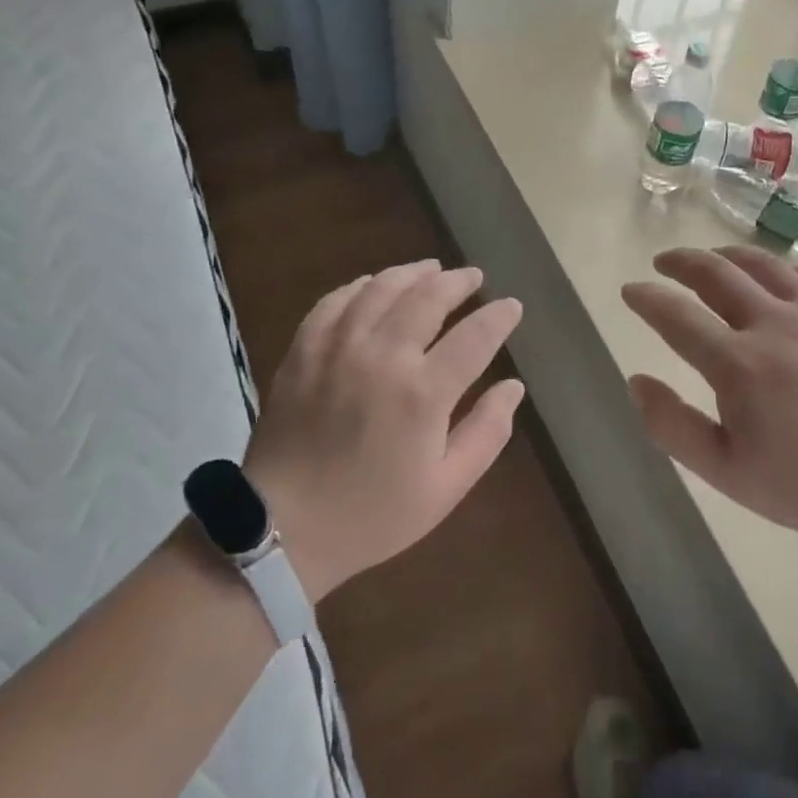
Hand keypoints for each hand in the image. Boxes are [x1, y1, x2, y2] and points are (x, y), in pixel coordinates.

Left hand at [243, 259, 523, 600]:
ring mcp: (337, 347)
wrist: (284, 527)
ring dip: (412, 273)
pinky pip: (335, 301)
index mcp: (423, 393)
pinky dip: (360, 286)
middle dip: (457, 282)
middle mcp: (382, 356)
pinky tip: (373, 285)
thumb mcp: (446, 487)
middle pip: (428, 297)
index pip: (475, 336)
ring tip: (431, 269)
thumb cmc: (373, 515)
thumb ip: (486, 432)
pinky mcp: (303, 350)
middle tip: (473, 277)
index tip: (512, 306)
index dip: (499, 317)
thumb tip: (513, 387)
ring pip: (381, 289)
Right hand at [621, 246, 797, 550]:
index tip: (630, 290)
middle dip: (681, 262)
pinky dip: (782, 268)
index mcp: (737, 364)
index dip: (647, 298)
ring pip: (764, 264)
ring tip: (711, 257)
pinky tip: (776, 275)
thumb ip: (672, 425)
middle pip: (716, 273)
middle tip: (663, 262)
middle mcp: (773, 325)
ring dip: (728, 254)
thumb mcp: (726, 471)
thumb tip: (636, 381)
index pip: (676, 316)